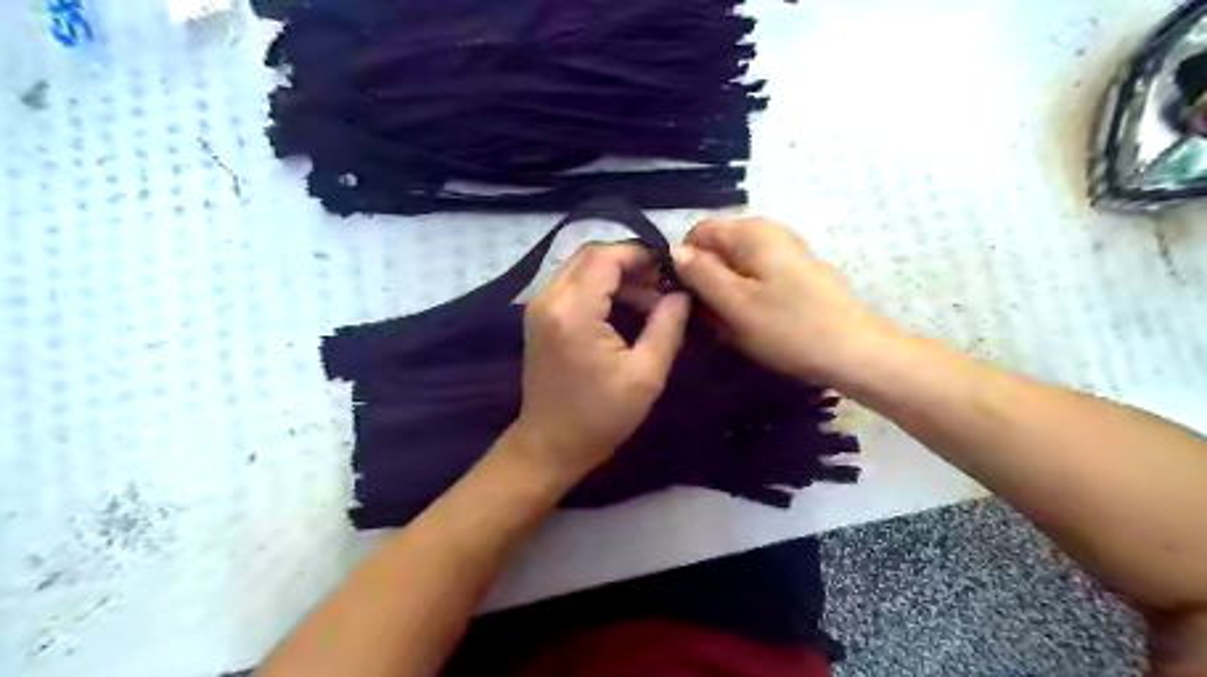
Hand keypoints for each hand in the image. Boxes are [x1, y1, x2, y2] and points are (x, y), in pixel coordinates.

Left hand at [514, 240, 692, 478]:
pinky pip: (570, 283)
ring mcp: (539, 307)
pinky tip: (622, 308)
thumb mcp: (646, 375)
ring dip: (614, 274)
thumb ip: (667, 326)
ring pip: (579, 266)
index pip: (606, 257)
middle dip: (629, 261)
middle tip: (661, 284)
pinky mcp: (539, 316)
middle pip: (590, 254)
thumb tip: (682, 294)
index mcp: (574, 312)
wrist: (551, 445)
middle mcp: (549, 299)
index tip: (670, 270)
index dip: (640, 254)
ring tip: (648, 299)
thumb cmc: (601, 417)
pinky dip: (598, 286)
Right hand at [674, 218, 890, 382]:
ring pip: (736, 270)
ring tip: (734, 329)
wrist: (855, 352)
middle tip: (712, 321)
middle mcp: (769, 233)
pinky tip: (757, 326)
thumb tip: (675, 252)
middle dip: (708, 284)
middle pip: (718, 251)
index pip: (697, 234)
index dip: (685, 264)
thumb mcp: (735, 303)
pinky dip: (748, 301)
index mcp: (752, 232)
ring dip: (726, 297)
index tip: (687, 299)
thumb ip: (701, 274)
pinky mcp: (797, 276)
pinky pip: (757, 282)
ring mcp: (786, 254)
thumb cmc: (789, 328)